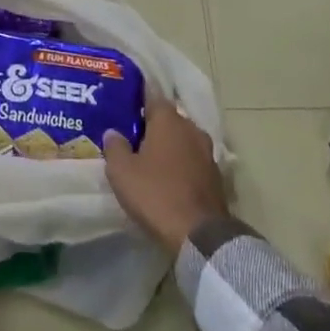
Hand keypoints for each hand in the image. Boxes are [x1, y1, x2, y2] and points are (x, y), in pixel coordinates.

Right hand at [104, 100, 225, 254]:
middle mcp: (191, 128)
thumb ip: (115, 147)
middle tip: (132, 134)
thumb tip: (113, 133)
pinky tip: (168, 176)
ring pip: (182, 139)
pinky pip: (192, 160)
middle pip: (168, 118)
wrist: (200, 235)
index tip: (125, 102)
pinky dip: (180, 163)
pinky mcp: (216, 176)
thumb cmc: (156, 194)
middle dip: (152, 124)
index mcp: (169, 119)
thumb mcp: (122, 172)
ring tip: (149, 157)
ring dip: (168, 145)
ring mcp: (207, 152)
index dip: (138, 97)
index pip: (152, 95)